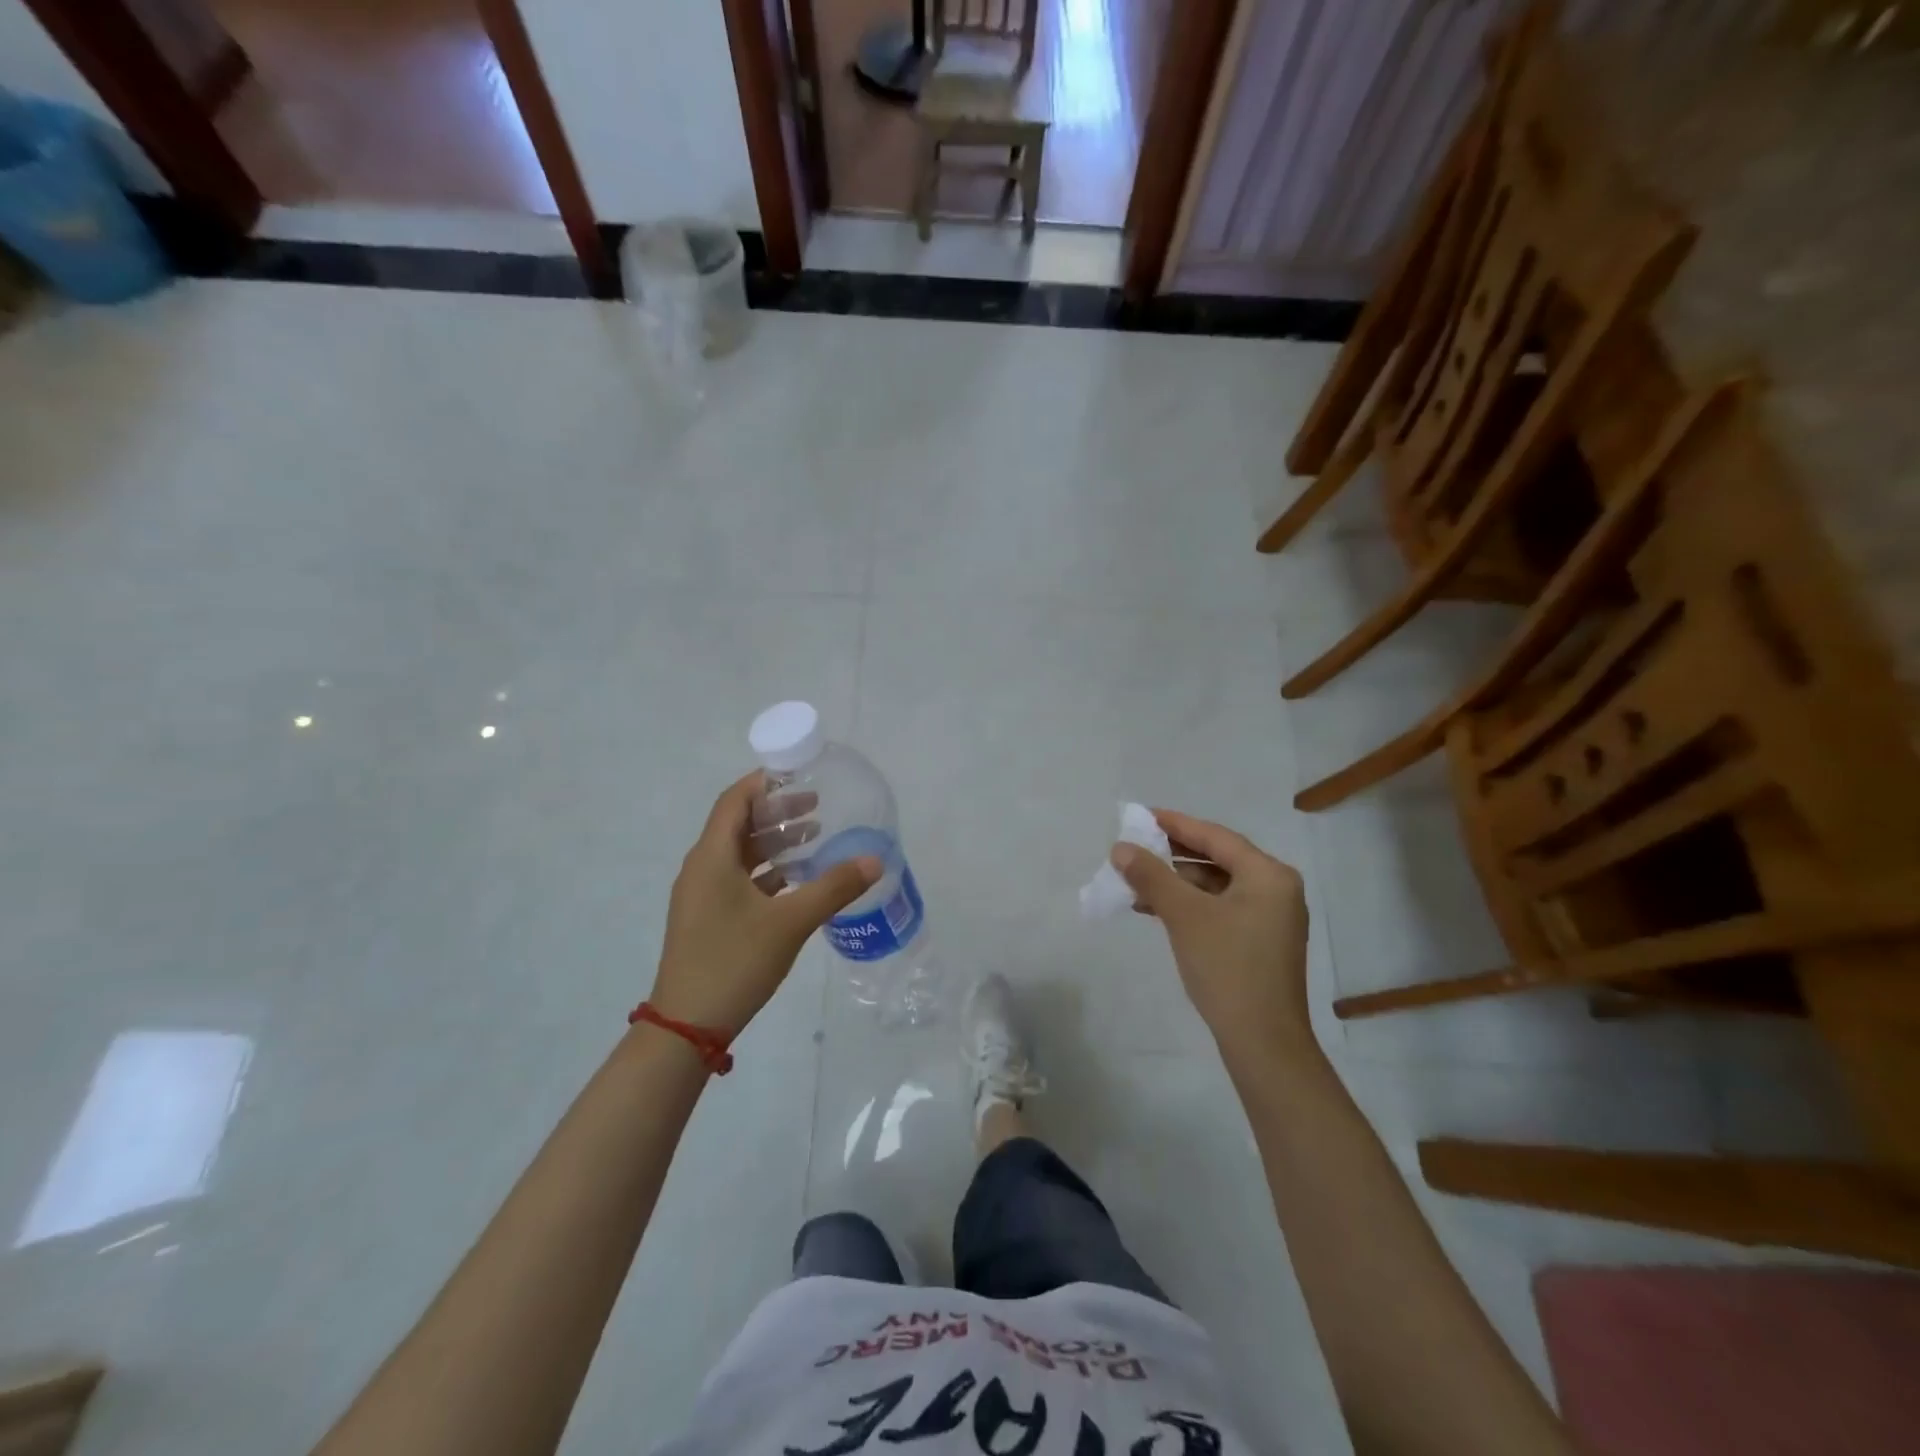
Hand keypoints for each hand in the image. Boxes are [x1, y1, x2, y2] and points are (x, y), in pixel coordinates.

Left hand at [648, 774, 879, 1038]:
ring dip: (775, 843)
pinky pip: (739, 880)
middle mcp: (702, 868)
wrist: (687, 1026)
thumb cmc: (734, 961)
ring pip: (740, 854)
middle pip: (739, 825)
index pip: (735, 801)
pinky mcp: (708, 919)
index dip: (764, 783)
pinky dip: (768, 872)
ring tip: (815, 838)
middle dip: (778, 813)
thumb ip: (833, 888)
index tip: (800, 775)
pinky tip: (798, 881)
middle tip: (818, 807)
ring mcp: (703, 896)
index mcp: (711, 857)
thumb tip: (874, 860)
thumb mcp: (790, 922)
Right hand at [1112, 810, 1313, 1062]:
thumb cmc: (1227, 967)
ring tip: (1136, 882)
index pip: (1216, 836)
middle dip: (1172, 855)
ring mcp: (1271, 918)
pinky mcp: (1260, 942)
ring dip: (1177, 883)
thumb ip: (1151, 876)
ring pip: (1216, 886)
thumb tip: (1120, 848)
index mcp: (1269, 875)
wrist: (1263, 1042)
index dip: (1176, 824)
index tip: (1142, 815)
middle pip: (1217, 859)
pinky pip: (1220, 909)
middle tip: (1135, 847)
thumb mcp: (1184, 915)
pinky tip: (1156, 910)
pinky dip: (1190, 905)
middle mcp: (1276, 890)